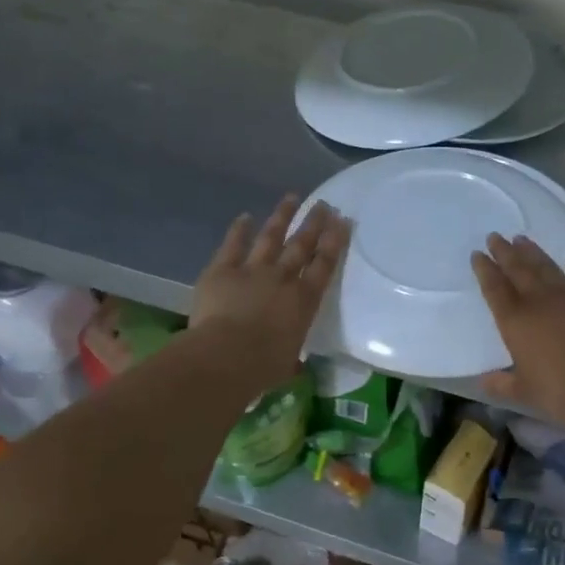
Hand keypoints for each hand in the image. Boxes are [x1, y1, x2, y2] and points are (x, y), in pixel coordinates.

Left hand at [192, 196, 348, 391]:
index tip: (342, 221)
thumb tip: (293, 365)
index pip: (324, 265)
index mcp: (304, 302)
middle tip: (324, 204)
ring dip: (282, 216)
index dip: (335, 241)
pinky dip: (239, 230)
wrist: (226, 357)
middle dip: (314, 223)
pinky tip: (245, 216)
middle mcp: (283, 278)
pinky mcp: (222, 270)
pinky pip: (232, 245)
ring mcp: (252, 270)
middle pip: (302, 245)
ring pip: (271, 237)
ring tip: (292, 198)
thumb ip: (291, 358)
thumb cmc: (263, 367)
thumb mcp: (286, 364)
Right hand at [471, 234, 564, 431]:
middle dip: (505, 252)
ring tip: (523, 239)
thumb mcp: (524, 393)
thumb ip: (502, 384)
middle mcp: (539, 301)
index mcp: (515, 322)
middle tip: (496, 236)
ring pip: (547, 267)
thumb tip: (485, 381)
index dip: (485, 270)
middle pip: (518, 270)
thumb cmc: (561, 392)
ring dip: (534, 252)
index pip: (494, 289)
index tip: (478, 254)